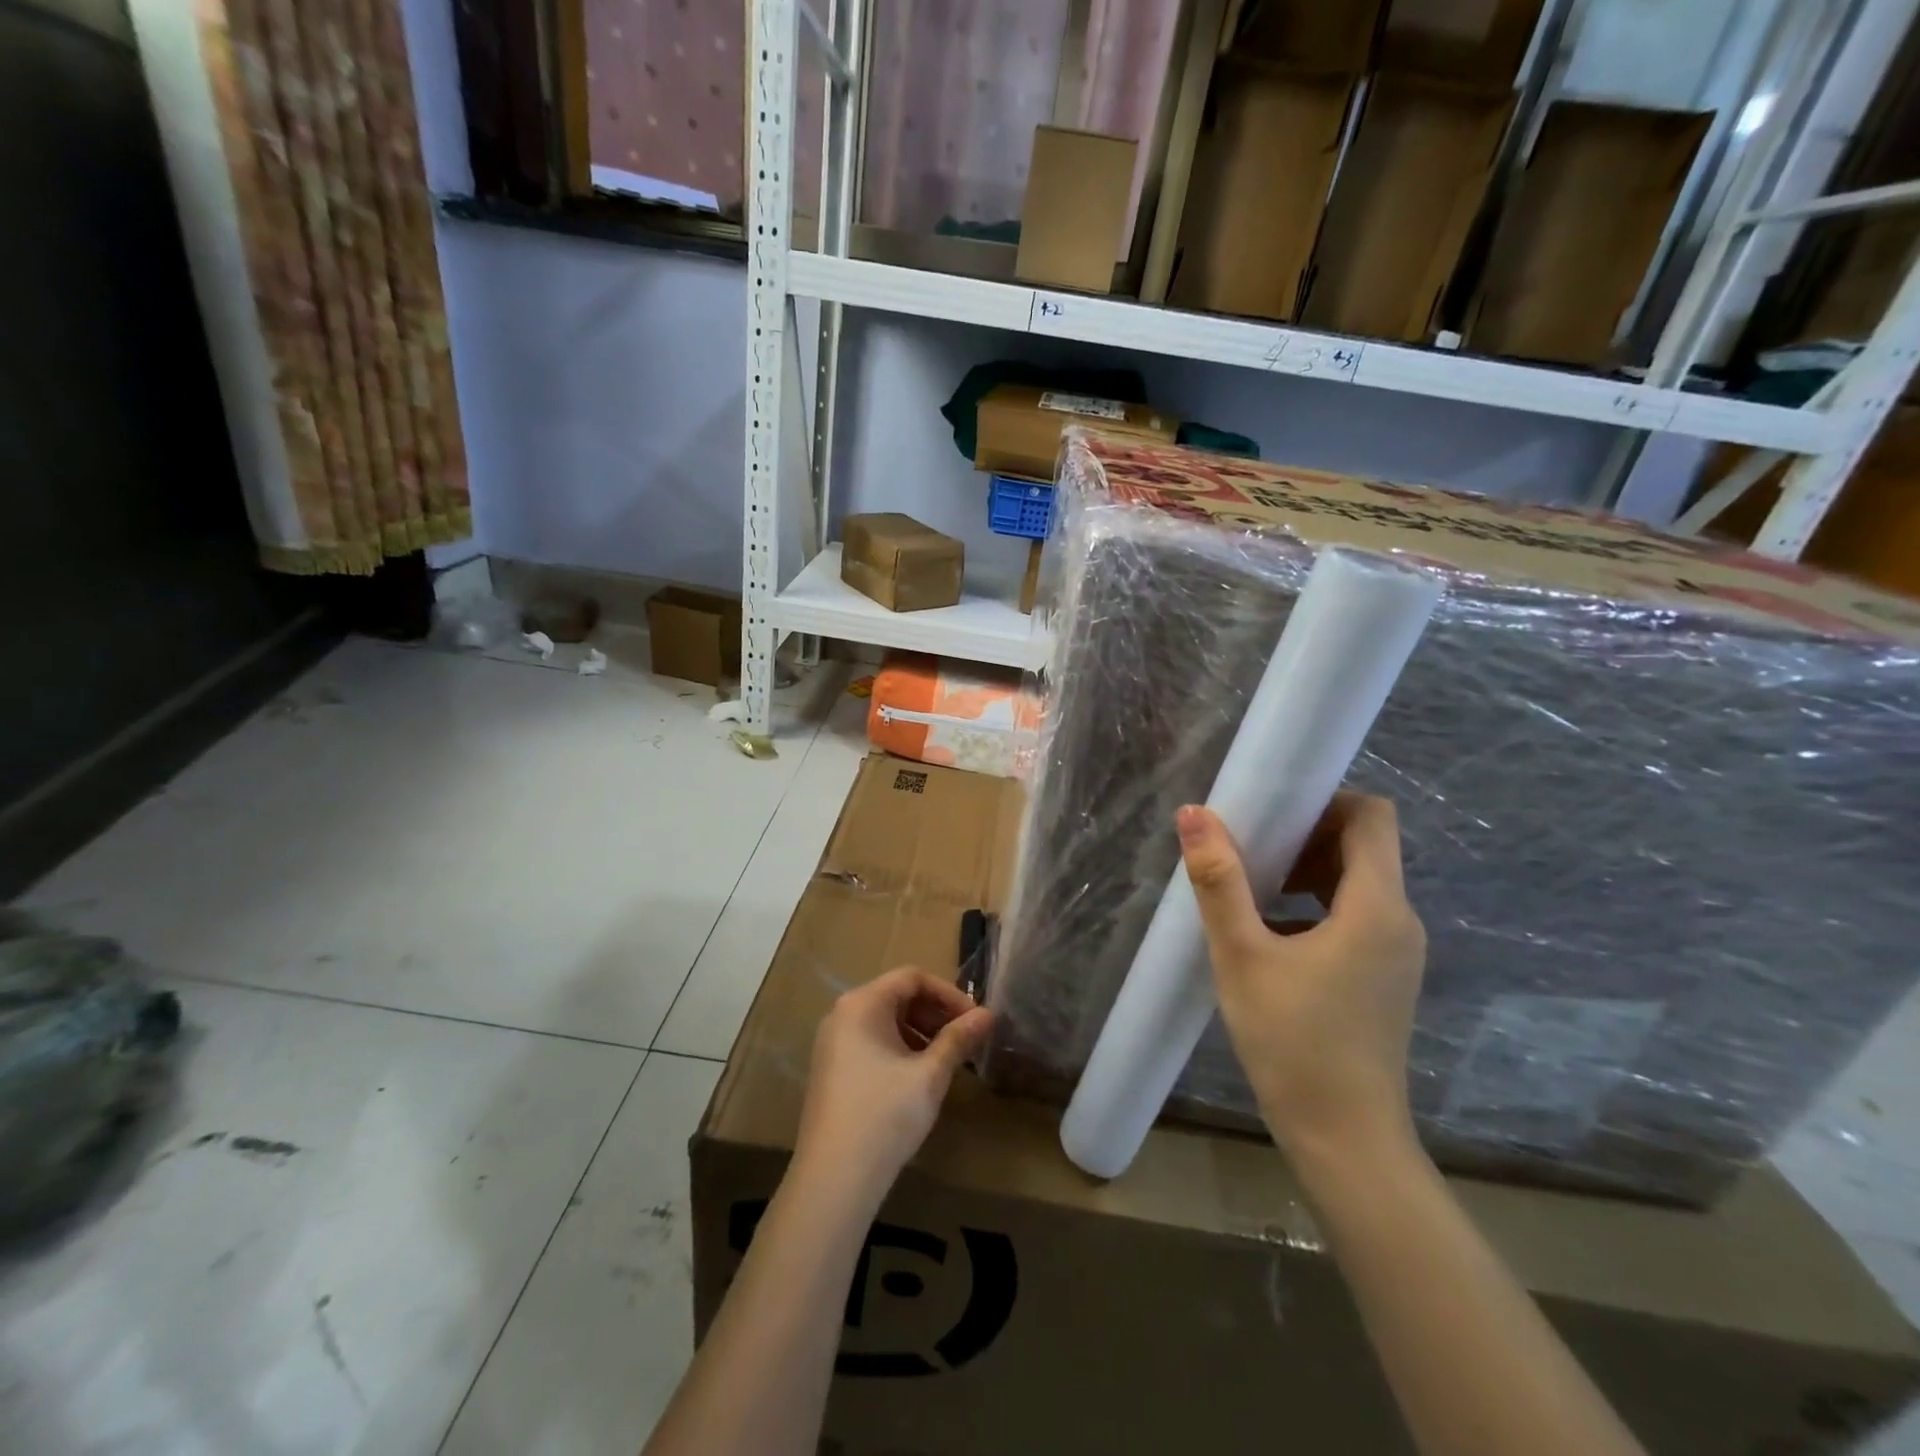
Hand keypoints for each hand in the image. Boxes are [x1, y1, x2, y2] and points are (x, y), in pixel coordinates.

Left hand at [794, 968, 992, 1202]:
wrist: (834, 1179)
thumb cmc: (886, 1116)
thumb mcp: (930, 1075)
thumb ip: (958, 1039)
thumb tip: (988, 1014)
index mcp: (862, 1004)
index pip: (912, 978)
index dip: (948, 994)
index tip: (975, 1020)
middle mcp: (842, 1014)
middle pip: (897, 996)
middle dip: (936, 1013)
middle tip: (966, 1040)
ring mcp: (833, 1043)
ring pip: (885, 1021)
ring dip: (921, 1032)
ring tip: (948, 1060)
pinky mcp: (832, 1070)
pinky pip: (872, 1042)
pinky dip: (901, 1049)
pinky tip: (920, 1077)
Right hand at [1176, 793, 1425, 1166]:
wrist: (1345, 1140)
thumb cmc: (1292, 1042)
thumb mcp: (1242, 955)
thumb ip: (1219, 880)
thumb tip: (1194, 814)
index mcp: (1377, 907)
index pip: (1372, 816)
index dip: (1324, 800)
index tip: (1270, 812)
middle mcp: (1399, 920)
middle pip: (1364, 846)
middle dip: (1306, 834)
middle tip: (1248, 846)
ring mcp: (1396, 952)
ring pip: (1357, 881)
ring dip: (1307, 869)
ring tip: (1251, 885)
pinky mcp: (1383, 976)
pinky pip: (1354, 914)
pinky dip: (1315, 903)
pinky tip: (1269, 930)